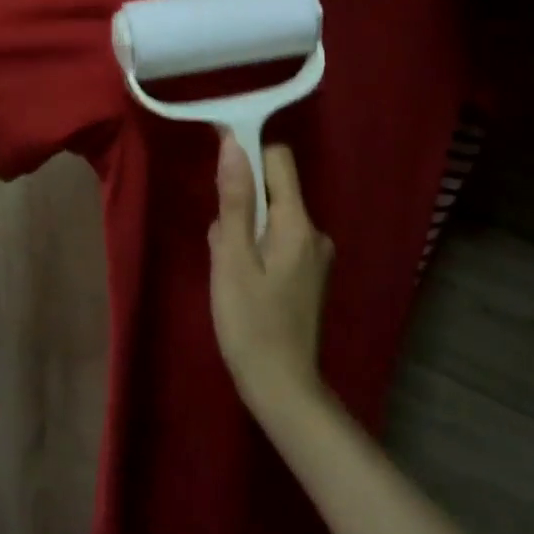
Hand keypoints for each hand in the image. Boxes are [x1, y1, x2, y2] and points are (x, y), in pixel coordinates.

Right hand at [209, 136, 335, 423]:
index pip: (278, 158)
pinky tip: (243, 282)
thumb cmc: (250, 323)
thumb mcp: (232, 259)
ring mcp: (315, 255)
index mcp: (298, 222)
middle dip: (241, 201)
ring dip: (245, 229)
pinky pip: (278, 240)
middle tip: (220, 242)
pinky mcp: (308, 274)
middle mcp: (314, 231)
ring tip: (229, 269)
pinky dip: (256, 248)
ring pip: (271, 217)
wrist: (283, 389)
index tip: (218, 164)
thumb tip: (233, 144)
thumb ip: (234, 200)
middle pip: (273, 188)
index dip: (248, 151)